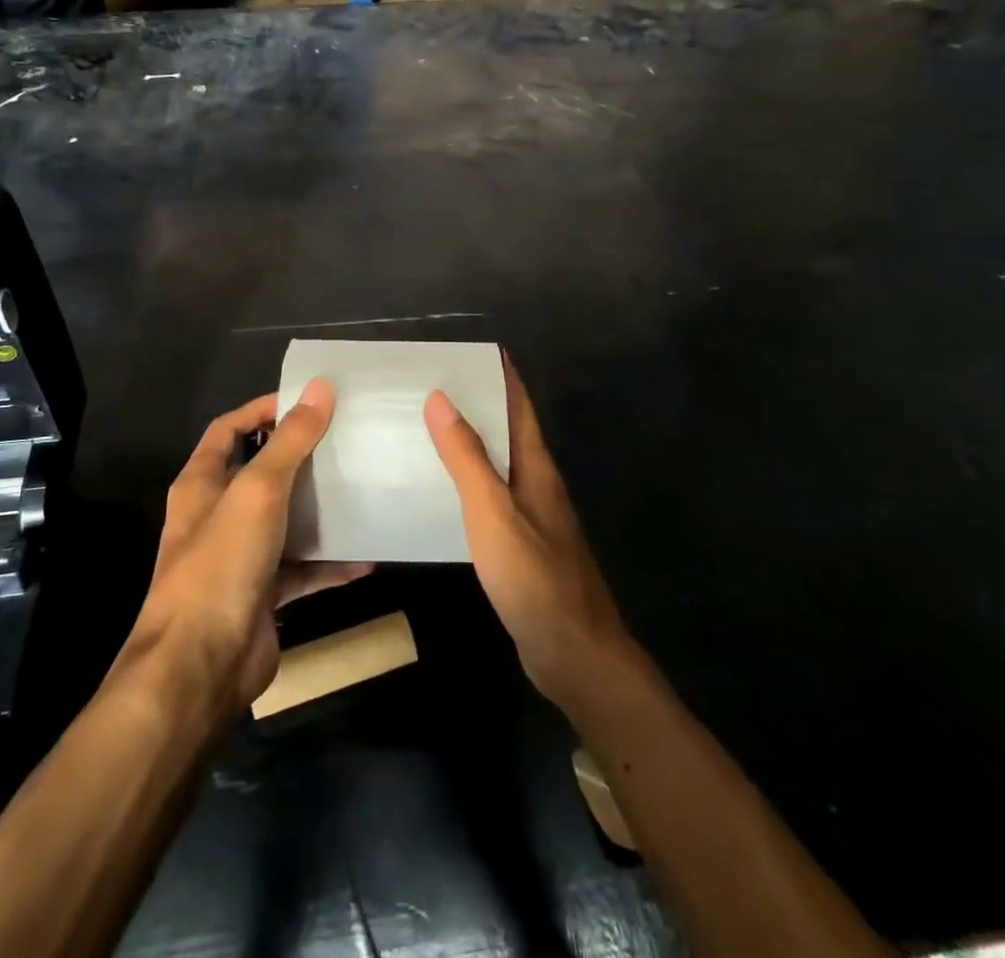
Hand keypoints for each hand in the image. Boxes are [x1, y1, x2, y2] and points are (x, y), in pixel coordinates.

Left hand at [130, 380, 369, 707]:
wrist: (199, 668)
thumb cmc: (220, 565)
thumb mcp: (258, 491)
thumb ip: (290, 440)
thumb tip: (320, 388)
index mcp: (202, 484)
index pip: (229, 429)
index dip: (262, 410)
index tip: (307, 399)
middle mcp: (217, 516)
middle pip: (261, 473)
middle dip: (300, 456)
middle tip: (346, 439)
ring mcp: (239, 557)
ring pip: (285, 520)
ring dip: (318, 509)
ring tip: (361, 488)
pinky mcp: (262, 594)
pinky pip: (302, 569)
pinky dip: (330, 563)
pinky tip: (366, 556)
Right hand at [425, 360, 635, 709]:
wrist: (575, 655)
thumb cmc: (535, 578)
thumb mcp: (493, 513)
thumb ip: (467, 458)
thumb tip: (442, 398)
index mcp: (537, 467)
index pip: (519, 406)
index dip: (502, 374)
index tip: (473, 349)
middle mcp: (538, 484)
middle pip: (510, 430)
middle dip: (480, 402)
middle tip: (433, 383)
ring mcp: (534, 516)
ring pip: (501, 463)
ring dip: (473, 441)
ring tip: (429, 427)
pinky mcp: (524, 546)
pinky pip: (493, 497)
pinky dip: (470, 481)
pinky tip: (444, 490)